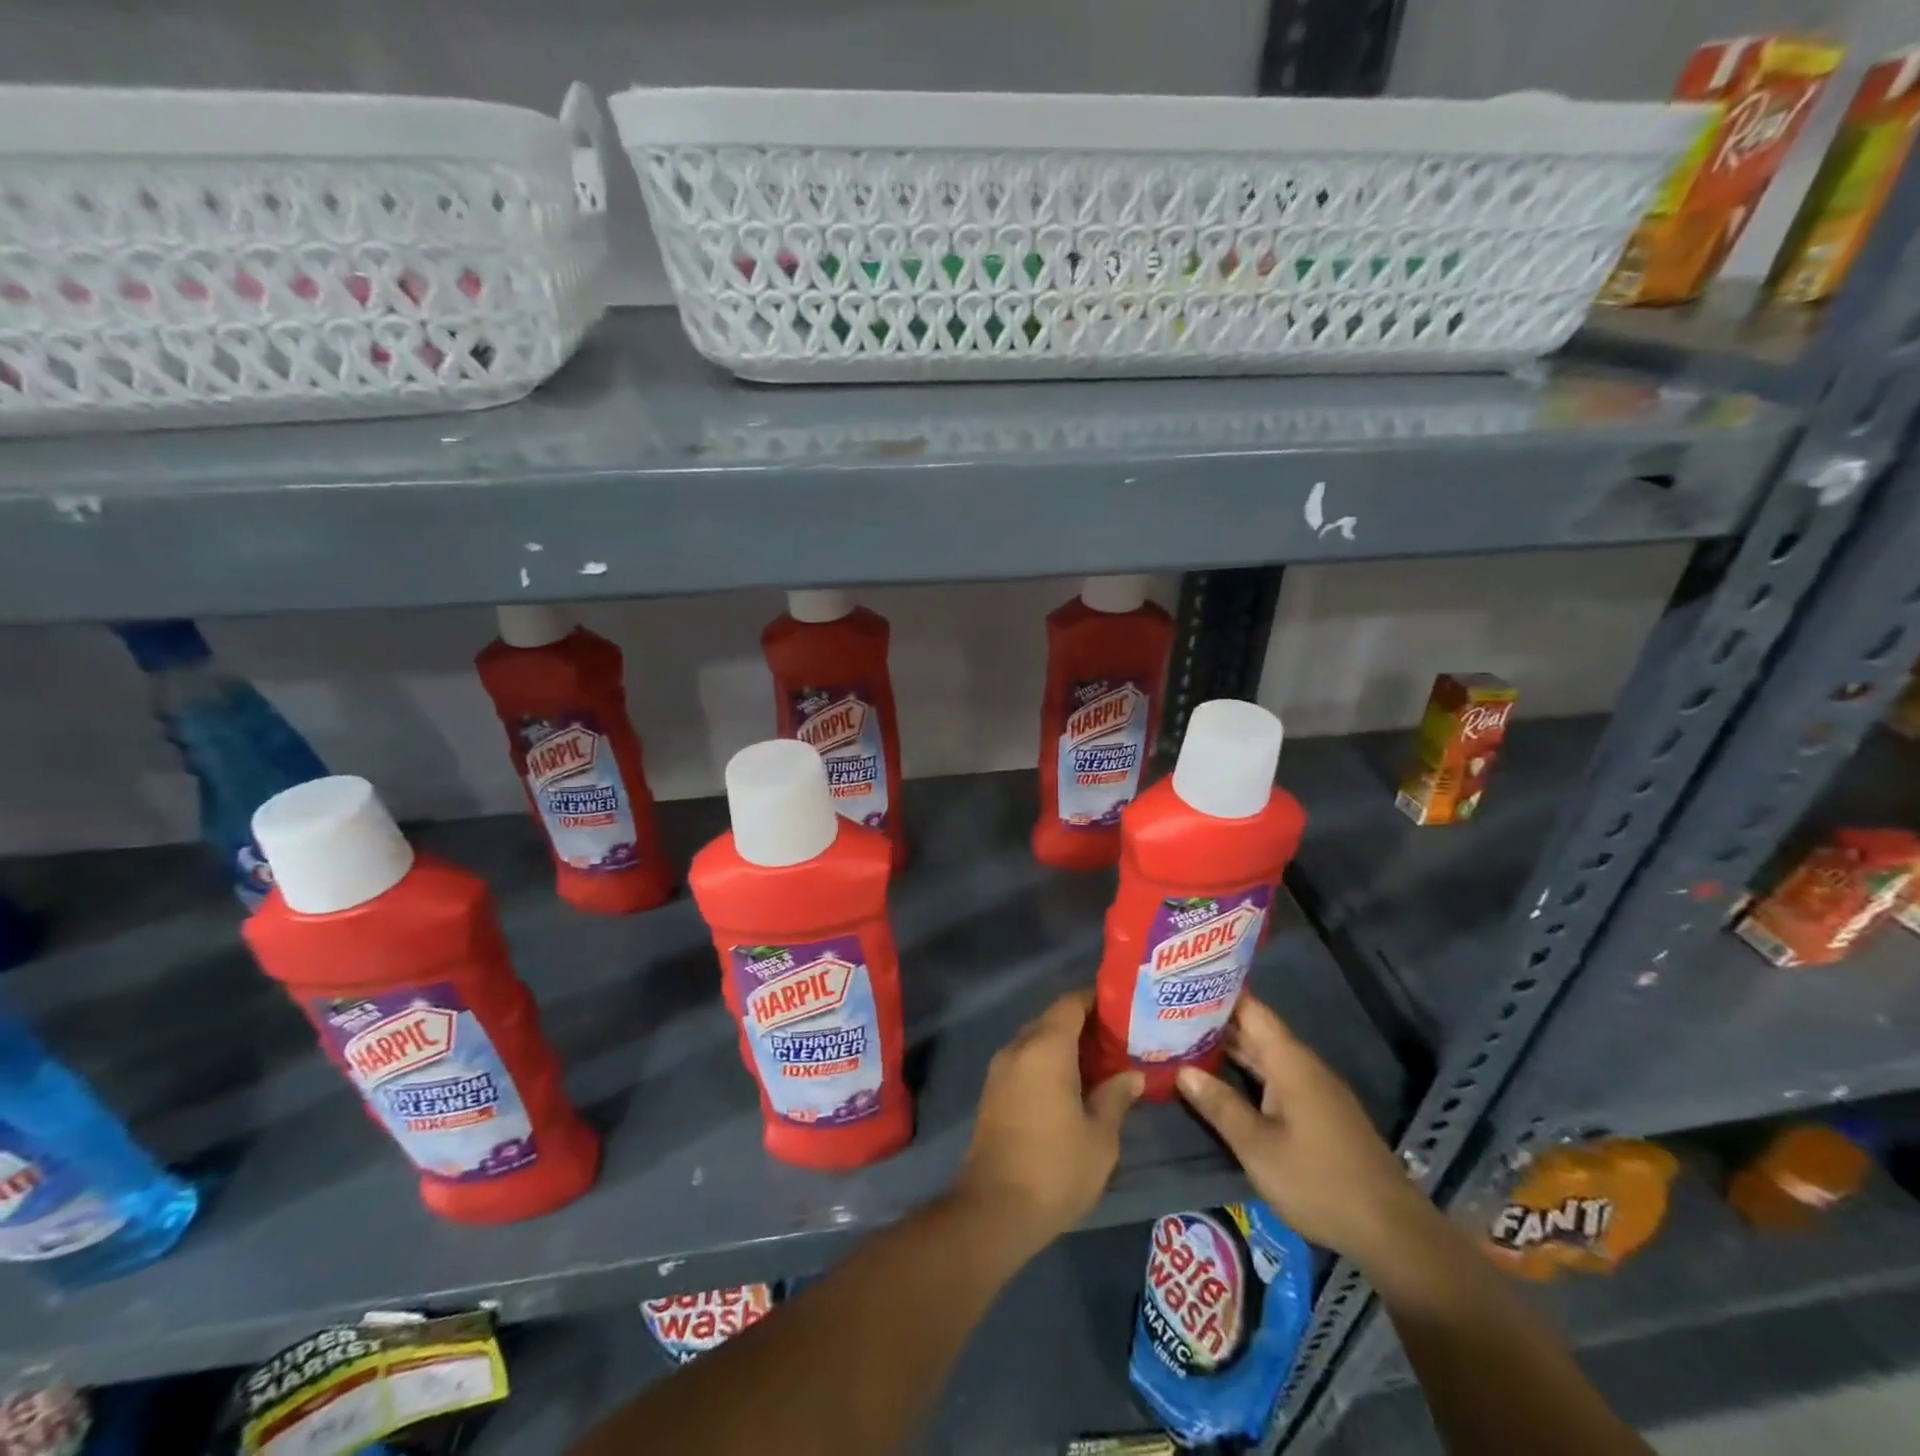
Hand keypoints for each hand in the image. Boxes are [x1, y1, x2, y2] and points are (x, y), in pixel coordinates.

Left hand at [954, 988, 1142, 1256]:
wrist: (994, 1208)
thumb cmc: (1055, 1168)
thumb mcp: (1100, 1138)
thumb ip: (1116, 1098)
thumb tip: (1132, 1075)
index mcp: (1046, 1048)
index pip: (1071, 1003)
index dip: (1096, 999)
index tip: (1123, 1006)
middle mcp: (1019, 1048)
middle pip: (1052, 1019)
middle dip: (1084, 1023)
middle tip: (1119, 1037)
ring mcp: (1001, 1069)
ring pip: (1037, 1040)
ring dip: (1065, 1044)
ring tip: (1101, 1061)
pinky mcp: (993, 1091)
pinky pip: (1025, 1060)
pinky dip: (1048, 1061)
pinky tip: (1072, 1084)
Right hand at [1176, 994, 1430, 1263]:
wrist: (1391, 1232)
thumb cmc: (1318, 1181)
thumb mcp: (1257, 1146)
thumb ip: (1219, 1105)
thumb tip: (1182, 1071)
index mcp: (1289, 1061)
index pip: (1250, 1008)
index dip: (1216, 991)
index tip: (1180, 981)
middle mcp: (1302, 1065)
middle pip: (1255, 1029)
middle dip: (1214, 1020)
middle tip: (1168, 1009)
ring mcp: (1312, 1089)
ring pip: (1263, 1055)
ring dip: (1228, 1047)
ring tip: (1182, 1038)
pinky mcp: (1317, 1112)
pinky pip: (1274, 1076)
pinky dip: (1245, 1071)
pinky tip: (1219, 1078)